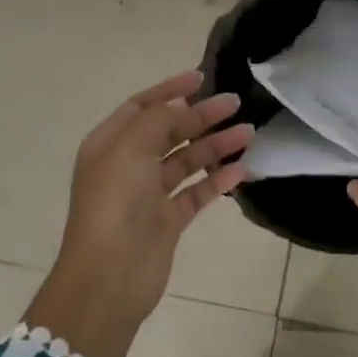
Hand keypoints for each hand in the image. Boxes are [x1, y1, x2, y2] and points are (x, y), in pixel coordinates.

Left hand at [26, 71, 251, 356]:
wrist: (108, 279)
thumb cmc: (115, 204)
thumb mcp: (131, 148)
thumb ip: (158, 119)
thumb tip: (183, 108)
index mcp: (109, 144)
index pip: (141, 106)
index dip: (170, 90)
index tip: (202, 77)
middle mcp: (127, 165)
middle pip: (168, 131)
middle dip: (201, 116)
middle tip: (235, 104)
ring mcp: (147, 195)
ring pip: (186, 160)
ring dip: (215, 146)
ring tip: (248, 133)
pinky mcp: (167, 222)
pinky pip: (196, 193)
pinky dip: (217, 181)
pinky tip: (241, 170)